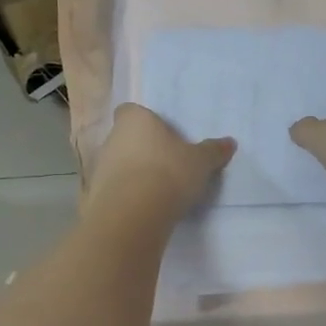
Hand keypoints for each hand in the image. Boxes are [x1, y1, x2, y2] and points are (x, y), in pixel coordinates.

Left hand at [87, 103, 235, 220]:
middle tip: (168, 164)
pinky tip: (146, 208)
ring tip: (159, 190)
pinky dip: (127, 196)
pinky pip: (115, 190)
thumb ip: (212, 151)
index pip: (132, 111)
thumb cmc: (168, 172)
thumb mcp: (200, 162)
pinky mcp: (96, 195)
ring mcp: (100, 167)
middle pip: (126, 138)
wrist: (133, 214)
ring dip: (134, 174)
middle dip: (143, 149)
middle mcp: (112, 138)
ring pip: (119, 164)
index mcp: (134, 120)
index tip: (162, 136)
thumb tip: (229, 142)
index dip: (146, 122)